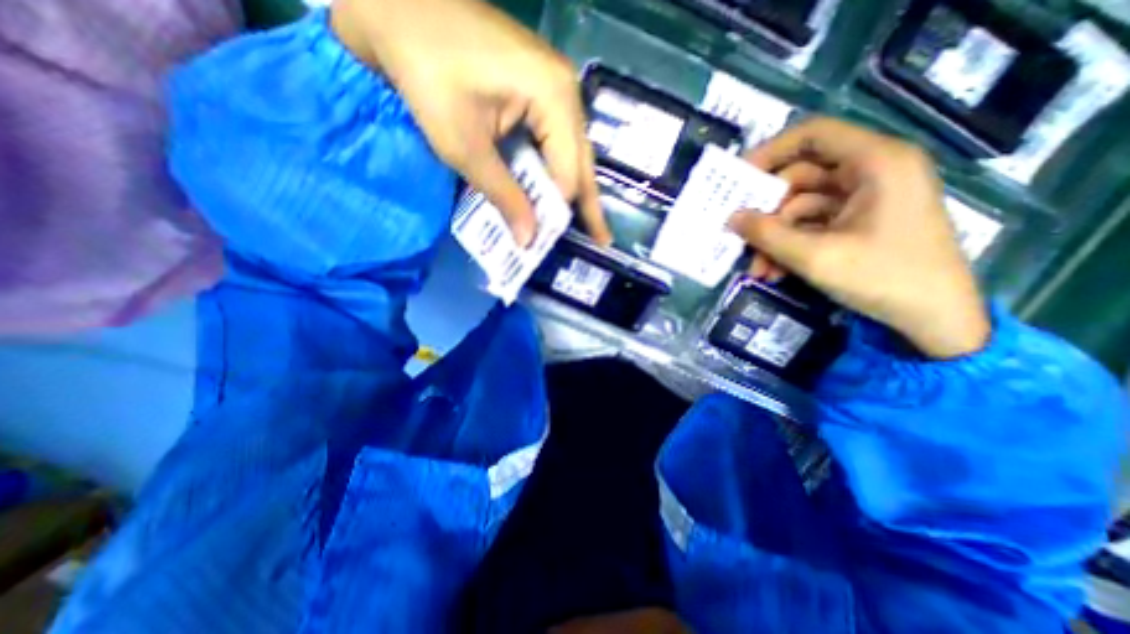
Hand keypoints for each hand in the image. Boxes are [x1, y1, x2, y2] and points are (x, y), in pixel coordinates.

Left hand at [331, 1, 609, 245]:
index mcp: (555, 98)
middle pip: (582, 163)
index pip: (568, 173)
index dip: (556, 211)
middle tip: (602, 241)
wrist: (397, 8)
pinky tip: (557, 192)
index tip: (544, 241)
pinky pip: (556, 140)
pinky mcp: (541, 90)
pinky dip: (554, 170)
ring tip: (588, 224)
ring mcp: (557, 88)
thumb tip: (528, 240)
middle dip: (588, 204)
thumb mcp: (464, 147)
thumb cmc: (426, 74)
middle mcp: (568, 93)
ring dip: (573, 190)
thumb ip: (503, 195)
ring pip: (572, 154)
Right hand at [734, 115, 991, 358]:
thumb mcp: (815, 257)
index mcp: (875, 163)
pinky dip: (789, 245)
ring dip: (774, 236)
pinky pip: (812, 224)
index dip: (771, 151)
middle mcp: (870, 172)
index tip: (738, 178)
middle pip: (800, 176)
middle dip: (766, 211)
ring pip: (801, 206)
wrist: (934, 319)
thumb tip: (731, 218)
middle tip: (738, 233)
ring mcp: (864, 199)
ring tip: (757, 268)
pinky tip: (774, 271)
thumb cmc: (883, 278)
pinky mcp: (858, 222)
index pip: (814, 135)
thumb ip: (768, 235)